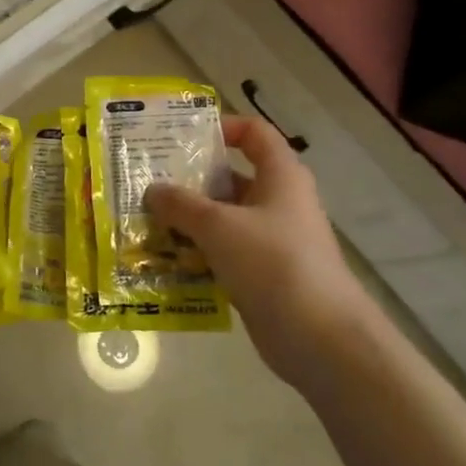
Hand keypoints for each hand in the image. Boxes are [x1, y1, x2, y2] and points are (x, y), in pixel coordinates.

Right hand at [145, 115, 380, 381]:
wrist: (320, 338)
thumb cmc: (273, 263)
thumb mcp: (219, 226)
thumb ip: (181, 204)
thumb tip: (152, 190)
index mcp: (280, 176)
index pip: (254, 133)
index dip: (222, 127)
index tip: (181, 136)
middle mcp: (278, 202)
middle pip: (230, 177)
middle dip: (189, 179)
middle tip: (147, 181)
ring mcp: (270, 241)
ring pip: (222, 219)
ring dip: (187, 220)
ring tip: (144, 220)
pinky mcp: (261, 275)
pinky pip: (222, 253)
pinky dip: (196, 253)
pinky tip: (163, 260)